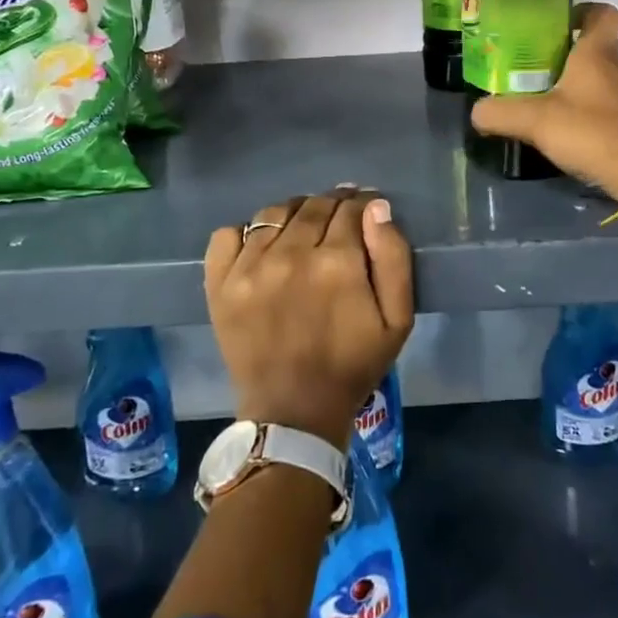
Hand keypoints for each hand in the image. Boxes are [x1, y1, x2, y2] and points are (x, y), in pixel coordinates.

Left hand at [204, 187, 413, 451]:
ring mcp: (249, 267)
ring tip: (303, 229)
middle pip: (313, 205)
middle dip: (332, 205)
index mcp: (337, 262)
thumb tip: (376, 207)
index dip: (362, 204)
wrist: (293, 412)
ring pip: (274, 213)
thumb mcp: (397, 319)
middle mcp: (290, 254)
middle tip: (338, 220)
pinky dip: (245, 232)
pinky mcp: (220, 283)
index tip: (365, 210)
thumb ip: (393, 257)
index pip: (350, 208)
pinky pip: (228, 234)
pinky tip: (262, 247)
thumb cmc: (352, 365)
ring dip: (294, 213)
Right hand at [469, 2, 617, 200]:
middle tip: (537, 58)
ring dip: (577, 79)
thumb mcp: (534, 120)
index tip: (558, 20)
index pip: (601, 13)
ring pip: (601, 75)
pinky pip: (605, 102)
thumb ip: (501, 113)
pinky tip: (564, 122)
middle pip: (597, 45)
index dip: (583, 10)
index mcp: (596, 53)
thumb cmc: (590, 131)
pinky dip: (586, 106)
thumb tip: (476, 111)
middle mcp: (616, 67)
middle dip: (570, 48)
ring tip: (544, 91)